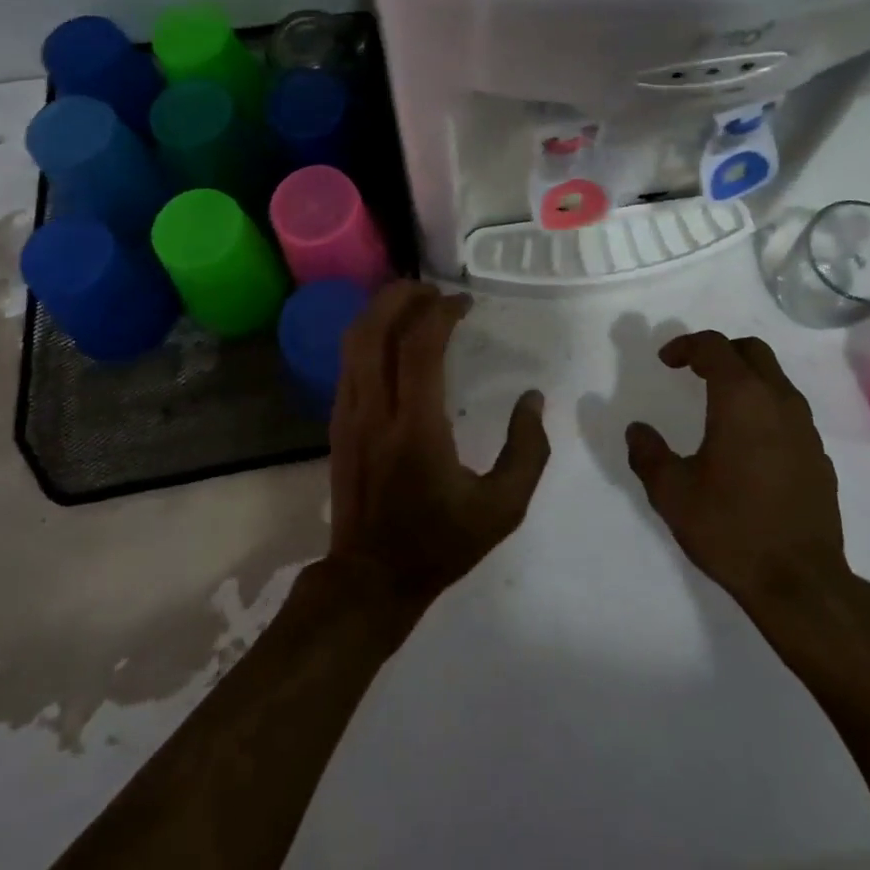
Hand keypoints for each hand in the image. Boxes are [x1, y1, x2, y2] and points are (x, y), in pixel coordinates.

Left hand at [327, 282, 551, 613]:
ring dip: (381, 310)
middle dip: (402, 296)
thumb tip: (533, 399)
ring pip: (353, 341)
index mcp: (415, 427)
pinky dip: (368, 334)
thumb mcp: (502, 509)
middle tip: (433, 289)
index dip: (441, 313)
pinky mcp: (337, 422)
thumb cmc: (439, 543)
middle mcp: (374, 410)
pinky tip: (391, 336)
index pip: (420, 347)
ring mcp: (348, 414)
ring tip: (413, 302)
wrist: (370, 580)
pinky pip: (347, 361)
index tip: (464, 304)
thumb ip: (526, 451)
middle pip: (375, 330)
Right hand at [625, 331, 851, 623]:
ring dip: (745, 378)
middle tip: (693, 370)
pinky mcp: (819, 457)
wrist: (802, 584)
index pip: (714, 347)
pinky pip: (789, 412)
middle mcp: (778, 402)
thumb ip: (648, 454)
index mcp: (741, 398)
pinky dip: (765, 408)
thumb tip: (637, 430)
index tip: (666, 361)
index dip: (686, 345)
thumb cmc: (731, 528)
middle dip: (720, 351)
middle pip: (752, 351)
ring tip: (718, 405)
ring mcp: (805, 429)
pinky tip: (748, 444)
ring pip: (775, 379)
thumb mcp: (672, 493)